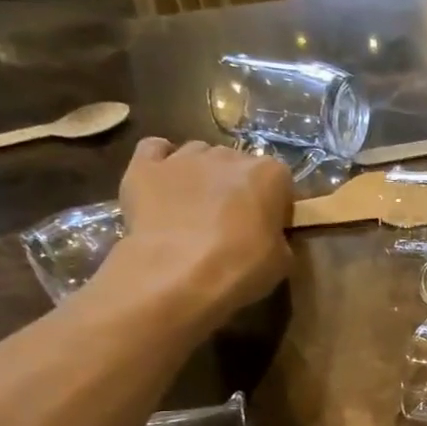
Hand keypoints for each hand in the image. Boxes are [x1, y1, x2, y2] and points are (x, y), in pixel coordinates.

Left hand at [98, 138, 293, 331]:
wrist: (177, 275)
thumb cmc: (240, 268)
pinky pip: (155, 150)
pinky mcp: (144, 167)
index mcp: (268, 174)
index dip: (275, 203)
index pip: (280, 179)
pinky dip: (162, 161)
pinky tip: (164, 182)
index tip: (270, 226)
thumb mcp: (282, 262)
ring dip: (202, 174)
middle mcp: (228, 155)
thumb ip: (279, 237)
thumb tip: (269, 235)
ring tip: (196, 207)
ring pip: (198, 154)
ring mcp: (183, 157)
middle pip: (237, 164)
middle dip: (237, 187)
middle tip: (233, 221)